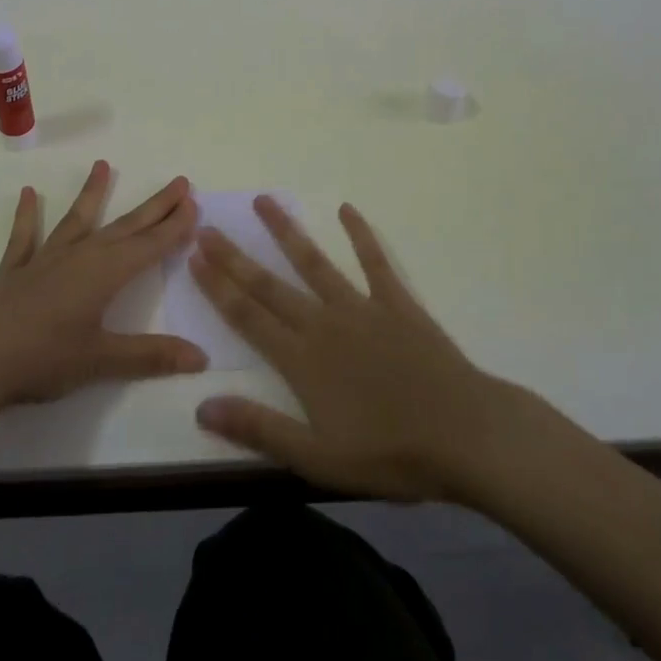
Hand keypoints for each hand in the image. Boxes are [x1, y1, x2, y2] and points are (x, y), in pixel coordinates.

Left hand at [0, 160, 207, 412]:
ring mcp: (46, 259)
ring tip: (103, 164)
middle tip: (178, 182)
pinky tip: (28, 193)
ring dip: (92, 194)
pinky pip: (25, 236)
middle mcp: (80, 256)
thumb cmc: (45, 359)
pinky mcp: (17, 270)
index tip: (193, 203)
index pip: (149, 245)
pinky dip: (28, 215)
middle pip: (125, 226)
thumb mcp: (103, 361)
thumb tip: (201, 357)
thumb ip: (151, 355)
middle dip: (154, 206)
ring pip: (77, 220)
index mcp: (105, 274)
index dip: (173, 226)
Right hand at [190, 198, 532, 502]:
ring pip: (314, 262)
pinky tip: (347, 210)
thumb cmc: (391, 454)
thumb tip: (202, 407)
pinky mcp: (397, 303)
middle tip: (208, 226)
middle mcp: (323, 324)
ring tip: (263, 201)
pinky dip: (360, 234)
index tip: (195, 257)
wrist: (465, 436)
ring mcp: (361, 307)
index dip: (218, 286)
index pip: (247, 316)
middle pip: (269, 284)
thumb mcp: (318, 459)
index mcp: (301, 360)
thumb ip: (260, 429)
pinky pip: (375, 262)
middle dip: (235, 256)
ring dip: (286, 231)